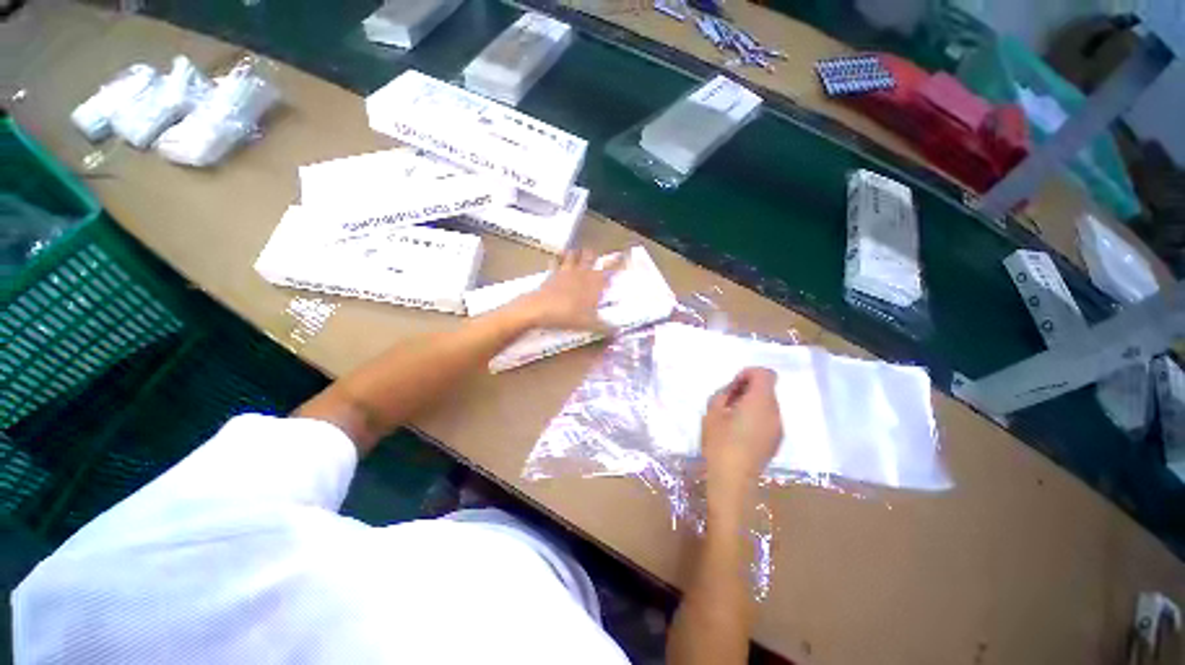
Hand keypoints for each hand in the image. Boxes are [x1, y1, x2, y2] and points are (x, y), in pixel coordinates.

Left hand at [516, 249, 625, 330]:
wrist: (538, 309)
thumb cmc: (567, 315)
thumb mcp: (589, 324)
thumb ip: (604, 327)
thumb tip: (618, 332)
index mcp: (593, 283)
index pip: (608, 269)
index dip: (615, 263)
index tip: (619, 259)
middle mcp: (581, 274)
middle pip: (589, 257)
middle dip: (593, 256)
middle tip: (594, 256)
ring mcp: (565, 272)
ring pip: (572, 256)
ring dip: (575, 254)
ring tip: (577, 253)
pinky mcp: (551, 275)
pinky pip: (555, 263)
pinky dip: (557, 260)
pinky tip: (555, 260)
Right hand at [700, 368, 782, 502]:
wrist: (733, 480)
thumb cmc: (720, 444)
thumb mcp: (712, 413)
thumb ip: (723, 393)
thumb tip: (733, 391)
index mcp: (761, 399)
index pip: (765, 373)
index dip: (749, 374)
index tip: (733, 388)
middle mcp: (775, 410)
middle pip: (767, 390)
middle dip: (750, 392)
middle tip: (729, 406)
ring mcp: (778, 427)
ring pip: (768, 407)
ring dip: (754, 408)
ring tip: (734, 423)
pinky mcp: (776, 442)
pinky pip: (768, 422)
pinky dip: (758, 422)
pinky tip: (742, 437)